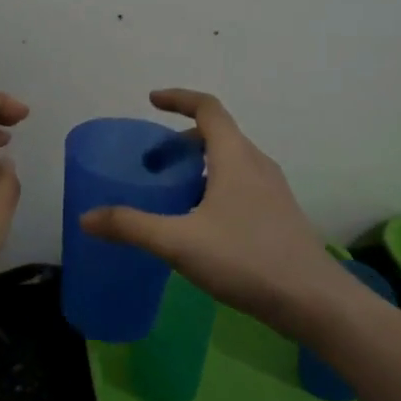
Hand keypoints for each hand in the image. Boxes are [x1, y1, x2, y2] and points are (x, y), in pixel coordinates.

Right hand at [78, 89, 343, 335]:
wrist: (313, 301)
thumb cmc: (246, 259)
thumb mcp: (179, 242)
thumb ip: (131, 227)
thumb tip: (87, 217)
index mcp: (235, 156)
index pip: (207, 108)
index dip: (178, 98)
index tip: (151, 101)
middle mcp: (257, 163)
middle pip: (218, 134)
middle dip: (181, 141)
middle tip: (153, 163)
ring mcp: (273, 190)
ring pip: (231, 161)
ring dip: (200, 164)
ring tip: (173, 192)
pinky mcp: (279, 214)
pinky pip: (241, 183)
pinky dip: (215, 185)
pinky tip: (202, 222)